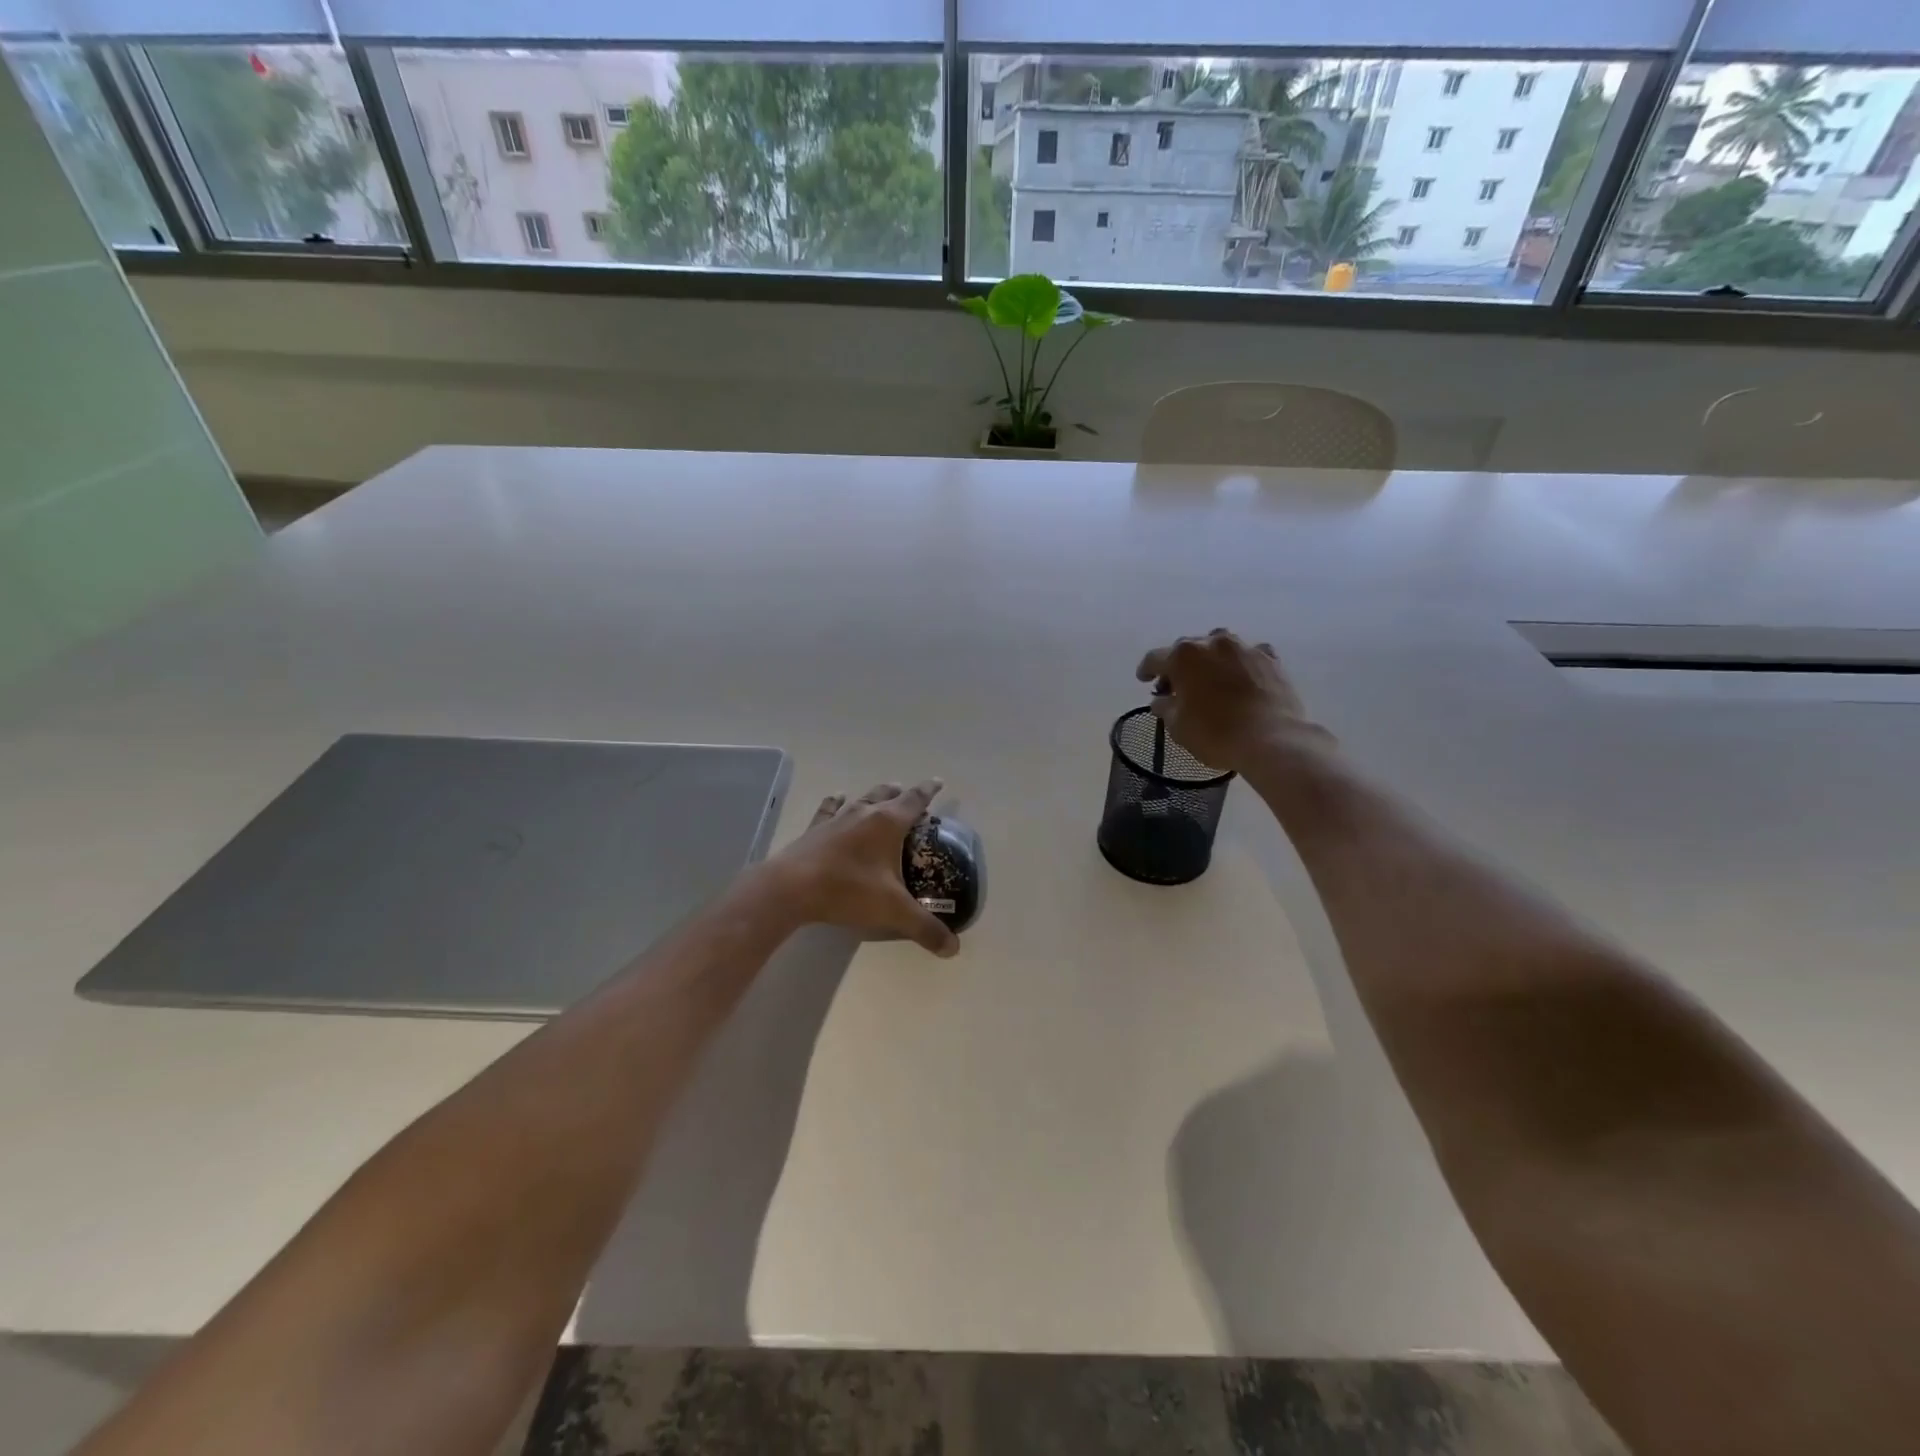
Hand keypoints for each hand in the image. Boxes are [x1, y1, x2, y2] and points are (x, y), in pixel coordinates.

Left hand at [759, 781, 959, 957]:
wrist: (792, 889)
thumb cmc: (848, 890)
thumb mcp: (893, 911)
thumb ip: (925, 928)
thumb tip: (954, 948)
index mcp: (888, 823)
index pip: (915, 800)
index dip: (928, 791)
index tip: (938, 782)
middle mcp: (864, 813)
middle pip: (887, 795)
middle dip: (902, 794)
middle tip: (910, 796)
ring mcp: (837, 819)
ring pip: (861, 798)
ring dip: (875, 795)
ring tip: (883, 794)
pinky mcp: (814, 830)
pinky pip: (829, 809)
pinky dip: (836, 802)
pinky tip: (837, 797)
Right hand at [1135, 629, 1328, 774]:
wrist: (1272, 740)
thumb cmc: (1215, 734)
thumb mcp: (1178, 726)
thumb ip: (1165, 707)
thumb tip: (1161, 700)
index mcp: (1183, 656)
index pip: (1154, 658)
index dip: (1146, 670)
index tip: (1144, 680)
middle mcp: (1212, 642)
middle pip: (1187, 648)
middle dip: (1178, 665)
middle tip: (1176, 686)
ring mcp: (1244, 648)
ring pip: (1219, 646)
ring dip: (1210, 659)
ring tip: (1210, 677)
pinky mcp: (1270, 659)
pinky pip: (1249, 655)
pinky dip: (1241, 664)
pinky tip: (1242, 677)